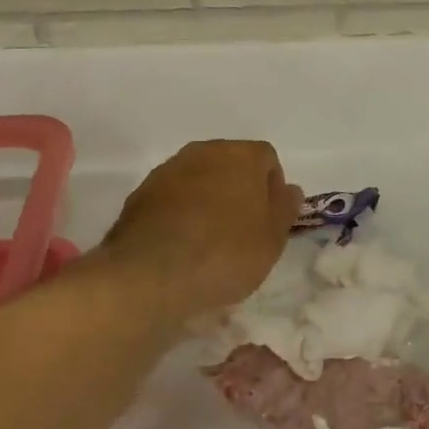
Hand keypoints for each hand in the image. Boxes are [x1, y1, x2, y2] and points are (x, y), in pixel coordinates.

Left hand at [100, 140, 302, 318]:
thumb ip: (285, 208)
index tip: (269, 220)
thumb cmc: (225, 254)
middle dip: (239, 189)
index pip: (266, 158)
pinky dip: (180, 213)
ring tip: (209, 241)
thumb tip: (288, 189)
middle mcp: (204, 152)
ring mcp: (167, 171)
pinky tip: (181, 245)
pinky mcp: (140, 194)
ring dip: (207, 200)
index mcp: (241, 155)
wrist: (151, 276)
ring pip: (199, 179)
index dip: (272, 188)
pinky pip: (172, 197)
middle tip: (242, 229)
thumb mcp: (272, 239)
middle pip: (230, 163)